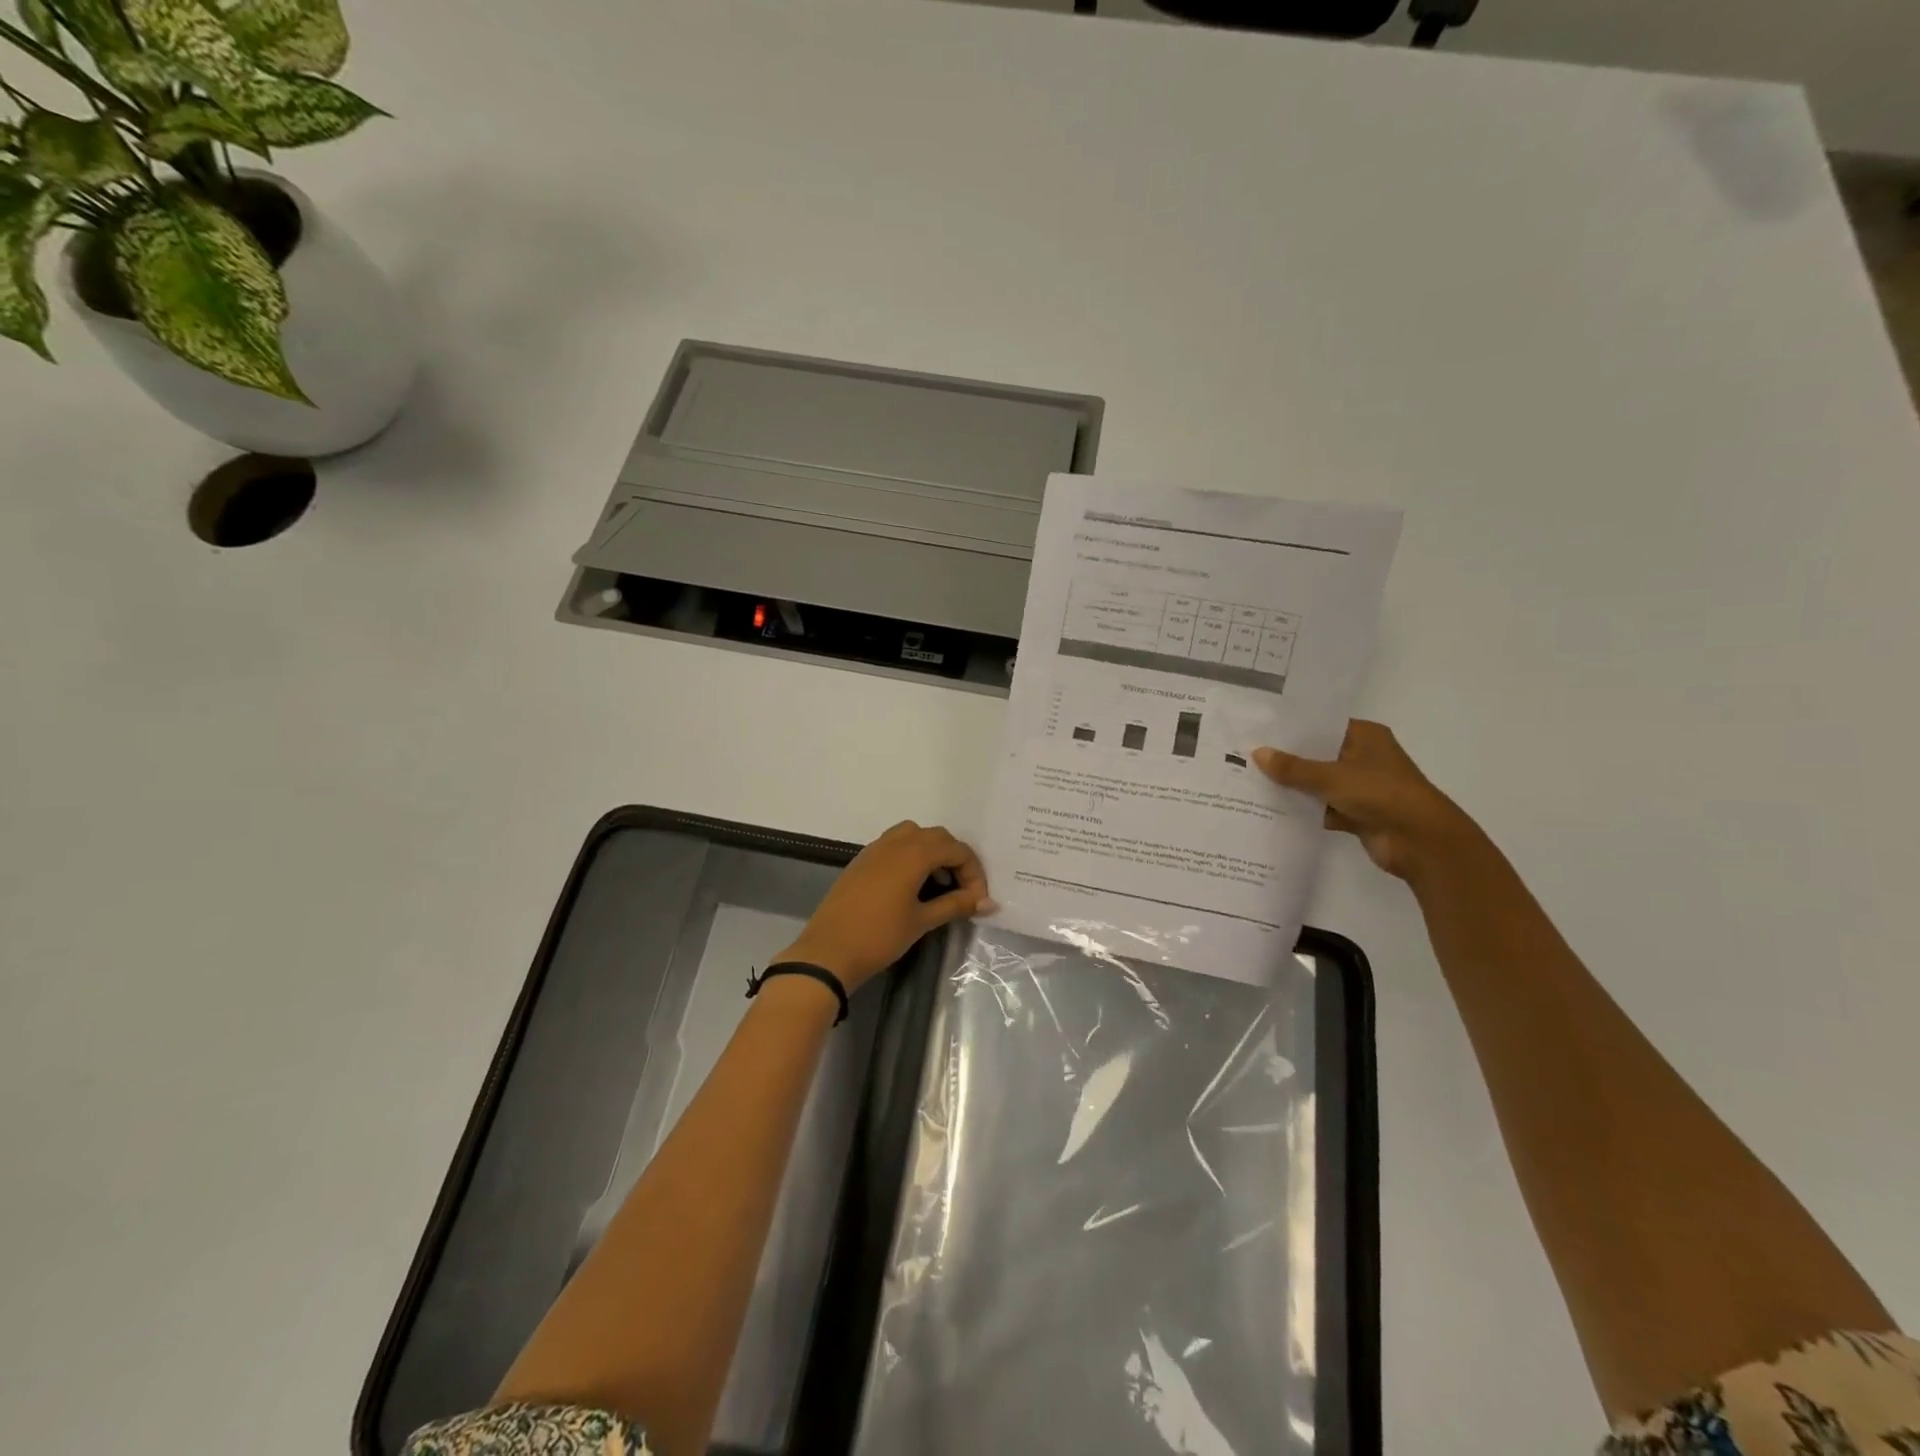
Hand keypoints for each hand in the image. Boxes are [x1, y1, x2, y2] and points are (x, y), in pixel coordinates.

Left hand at [774, 822, 993, 994]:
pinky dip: (911, 855)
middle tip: (962, 891)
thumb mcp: (922, 921)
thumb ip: (956, 905)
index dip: (974, 873)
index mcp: (914, 853)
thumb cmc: (880, 936)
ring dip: (932, 853)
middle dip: (955, 860)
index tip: (977, 901)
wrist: (828, 952)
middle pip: (937, 837)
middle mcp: (896, 842)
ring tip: (936, 884)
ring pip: (914, 835)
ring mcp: (875, 848)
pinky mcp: (862, 859)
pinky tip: (911, 885)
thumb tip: (988, 902)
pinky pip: (895, 844)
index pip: (957, 850)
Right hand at [1253, 720, 1482, 882]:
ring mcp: (1361, 787)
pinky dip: (1303, 810)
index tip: (1259, 729)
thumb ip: (1293, 768)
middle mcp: (1363, 757)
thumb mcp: (1332, 777)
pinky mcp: (1357, 813)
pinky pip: (1322, 808)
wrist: (1422, 842)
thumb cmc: (1382, 794)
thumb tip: (1257, 753)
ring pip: (1318, 783)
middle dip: (1287, 759)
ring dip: (1293, 787)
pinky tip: (1271, 809)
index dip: (1292, 728)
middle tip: (1245, 755)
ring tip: (1250, 781)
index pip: (1322, 725)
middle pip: (1317, 755)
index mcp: (1365, 736)